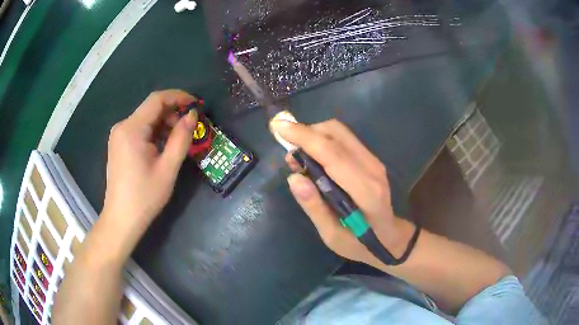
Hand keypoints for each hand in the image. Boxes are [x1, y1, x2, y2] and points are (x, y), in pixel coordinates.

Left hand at [102, 90, 197, 234]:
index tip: (196, 104)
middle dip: (173, 113)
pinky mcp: (118, 144)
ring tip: (178, 139)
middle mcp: (122, 126)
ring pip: (146, 119)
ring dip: (164, 123)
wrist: (122, 219)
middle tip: (190, 128)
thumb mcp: (168, 168)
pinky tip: (163, 146)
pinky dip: (154, 132)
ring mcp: (118, 135)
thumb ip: (181, 138)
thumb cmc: (145, 196)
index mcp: (132, 129)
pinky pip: (139, 130)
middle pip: (151, 108)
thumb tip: (192, 115)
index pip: (157, 99)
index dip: (179, 96)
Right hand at [270, 119, 414, 268]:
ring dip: (314, 135)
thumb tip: (293, 178)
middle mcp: (372, 168)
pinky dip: (324, 140)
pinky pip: (344, 139)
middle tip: (289, 151)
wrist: (390, 238)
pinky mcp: (371, 159)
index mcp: (365, 190)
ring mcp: (374, 161)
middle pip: (336, 133)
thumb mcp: (332, 236)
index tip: (278, 127)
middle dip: (306, 132)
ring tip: (300, 157)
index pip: (332, 153)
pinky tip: (315, 158)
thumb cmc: (360, 243)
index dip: (304, 137)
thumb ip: (315, 208)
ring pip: (339, 131)